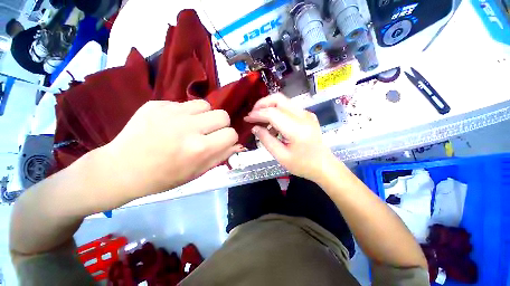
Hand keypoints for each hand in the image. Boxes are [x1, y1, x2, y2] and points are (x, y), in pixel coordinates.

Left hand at [102, 100, 241, 197]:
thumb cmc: (164, 177)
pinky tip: (172, 123)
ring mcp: (171, 112)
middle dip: (220, 124)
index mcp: (200, 148)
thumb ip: (221, 156)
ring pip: (205, 104)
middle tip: (208, 132)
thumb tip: (236, 145)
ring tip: (192, 125)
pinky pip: (184, 103)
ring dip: (204, 115)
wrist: (121, 169)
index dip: (229, 138)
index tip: (221, 141)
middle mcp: (188, 127)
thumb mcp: (197, 172)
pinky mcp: (156, 104)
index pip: (231, 134)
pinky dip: (185, 113)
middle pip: (223, 115)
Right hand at [244, 94, 337, 181]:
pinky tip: (273, 126)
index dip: (257, 114)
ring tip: (261, 122)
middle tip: (253, 114)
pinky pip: (288, 108)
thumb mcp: (281, 156)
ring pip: (283, 101)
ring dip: (269, 107)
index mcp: (297, 129)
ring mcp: (307, 114)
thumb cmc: (303, 165)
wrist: (324, 165)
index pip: (272, 113)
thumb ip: (266, 140)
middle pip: (278, 99)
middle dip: (262, 104)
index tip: (247, 118)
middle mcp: (303, 116)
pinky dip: (277, 112)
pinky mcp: (307, 115)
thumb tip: (255, 128)